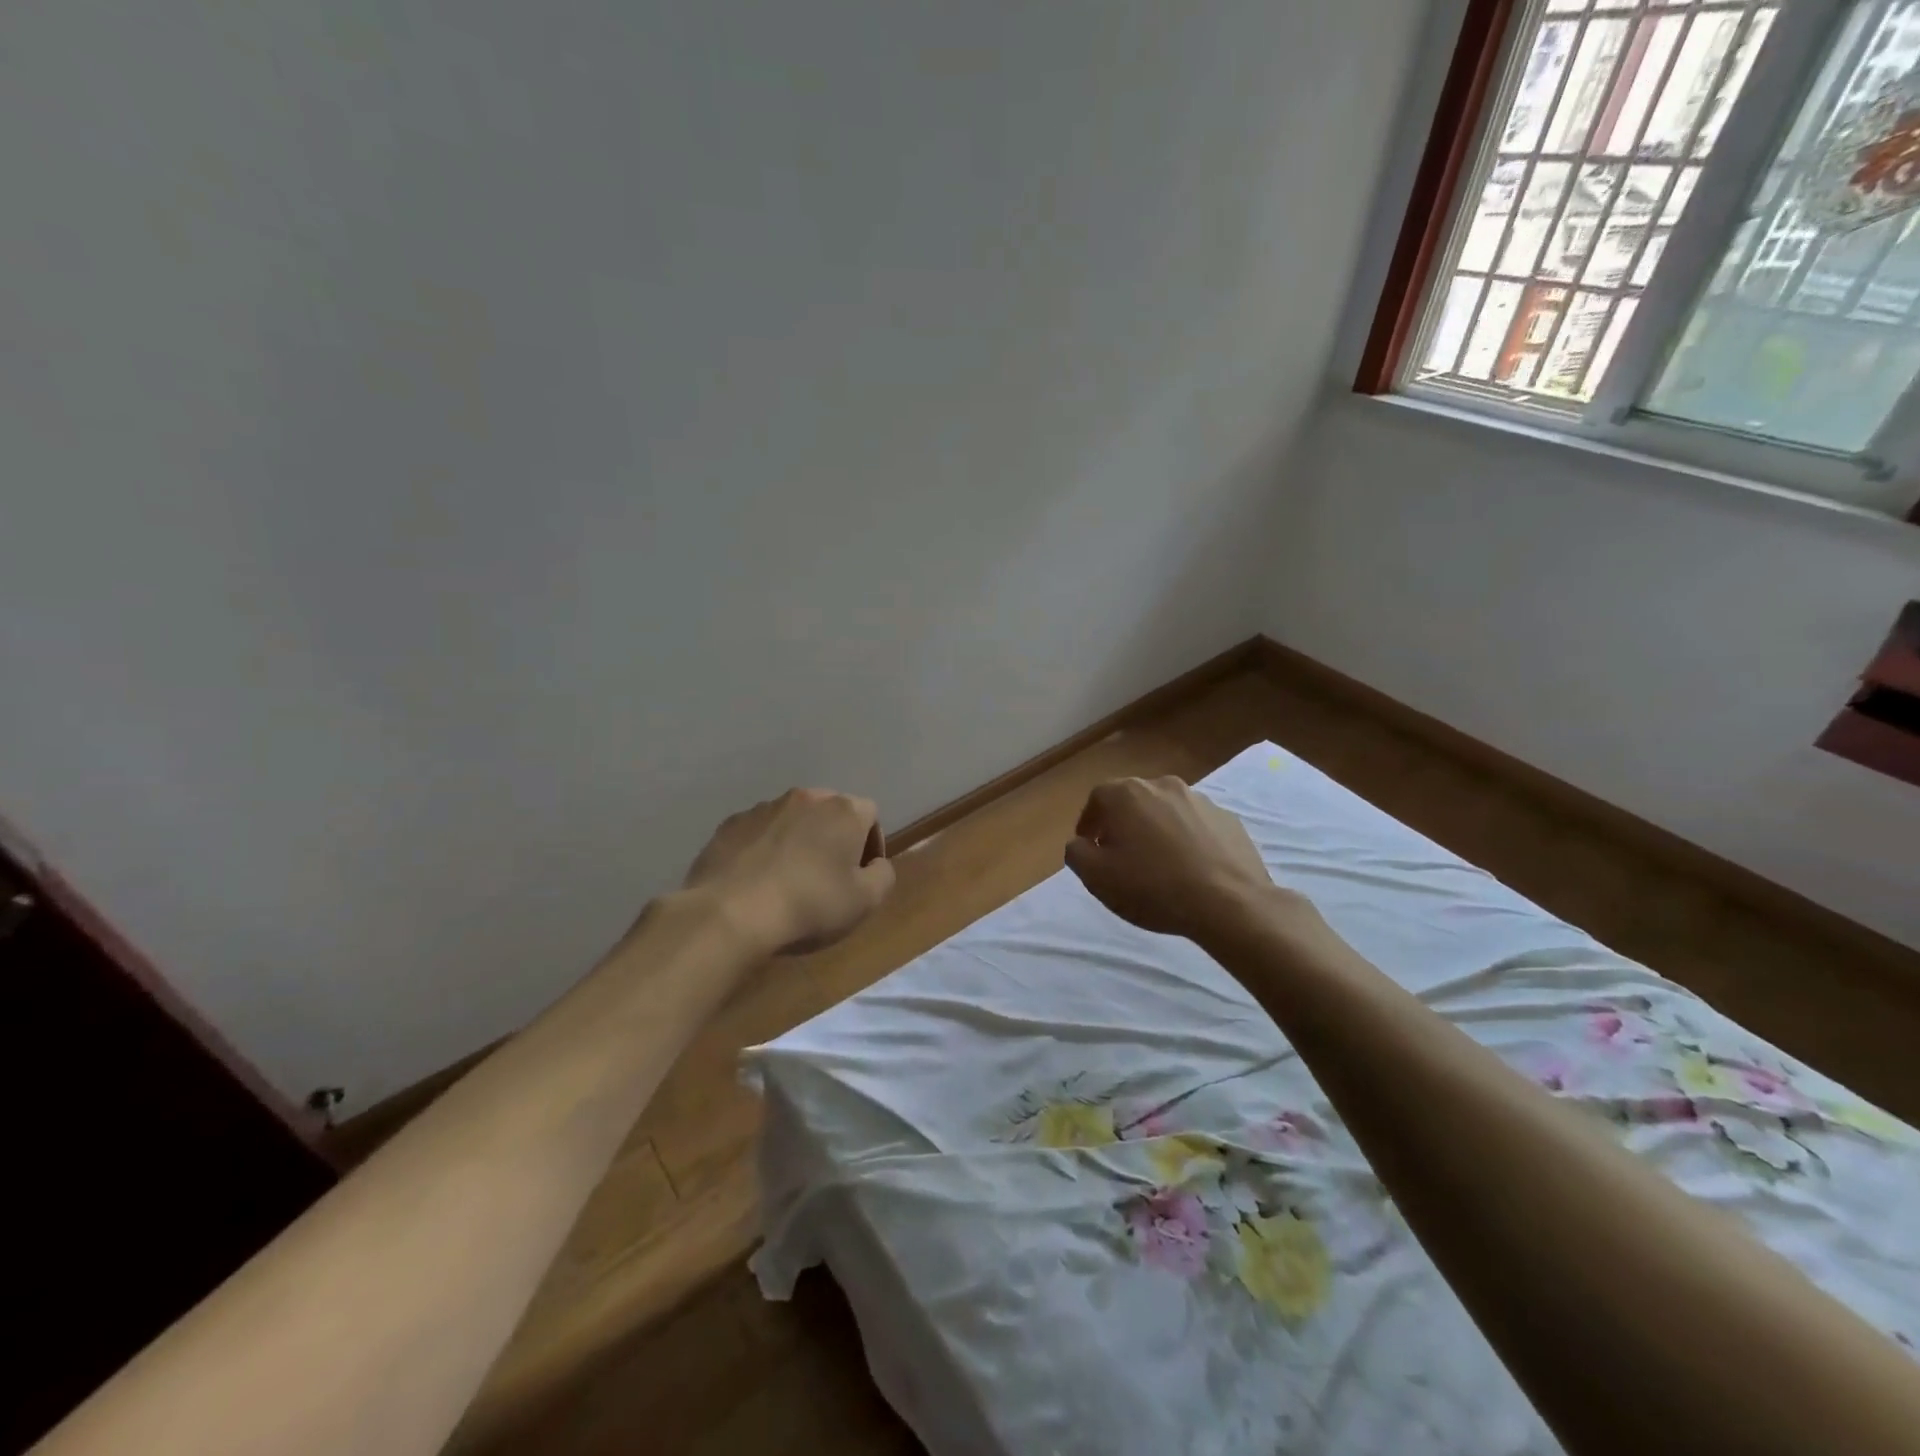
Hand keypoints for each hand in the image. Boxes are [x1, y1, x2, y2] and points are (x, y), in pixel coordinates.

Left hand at [681, 788, 896, 954]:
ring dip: (798, 841)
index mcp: (842, 810)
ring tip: (789, 880)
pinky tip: (757, 881)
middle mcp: (805, 798)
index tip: (861, 875)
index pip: (869, 814)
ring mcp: (763, 808)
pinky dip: (764, 849)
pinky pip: (758, 832)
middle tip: (828, 876)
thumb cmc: (809, 905)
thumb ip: (883, 875)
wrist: (730, 914)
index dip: (871, 844)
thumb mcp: (866, 901)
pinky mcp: (729, 825)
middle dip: (833, 838)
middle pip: (829, 812)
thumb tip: (876, 864)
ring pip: (792, 820)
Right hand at [1065, 776, 1295, 941]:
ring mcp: (1200, 800)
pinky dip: (1187, 839)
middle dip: (1122, 823)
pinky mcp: (1228, 819)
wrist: (1229, 903)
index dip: (1089, 822)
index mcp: (1127, 794)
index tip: (1090, 846)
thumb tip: (1080, 843)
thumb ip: (1077, 853)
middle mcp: (1163, 786)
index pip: (1097, 798)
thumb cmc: (1153, 887)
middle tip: (1120, 854)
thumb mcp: (1097, 877)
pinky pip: (1196, 825)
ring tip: (1158, 863)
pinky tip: (1189, 868)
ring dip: (1156, 829)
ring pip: (1166, 810)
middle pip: (1133, 800)